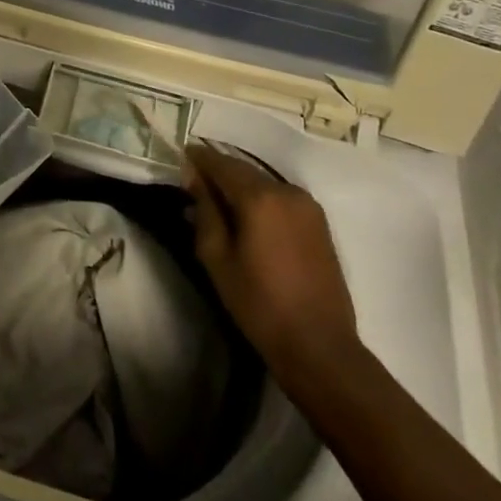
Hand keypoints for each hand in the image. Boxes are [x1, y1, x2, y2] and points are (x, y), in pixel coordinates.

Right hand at [183, 143, 358, 380]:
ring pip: (264, 182)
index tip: (181, 155)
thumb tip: (195, 178)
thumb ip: (205, 211)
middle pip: (244, 170)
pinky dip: (260, 197)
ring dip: (240, 184)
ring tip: (218, 198)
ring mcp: (308, 206)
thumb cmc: (259, 303)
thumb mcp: (217, 258)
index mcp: (260, 197)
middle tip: (194, 180)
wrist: (319, 345)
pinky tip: (247, 214)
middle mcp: (287, 191)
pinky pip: (281, 197)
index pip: (221, 163)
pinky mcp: (319, 222)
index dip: (199, 157)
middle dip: (219, 170)